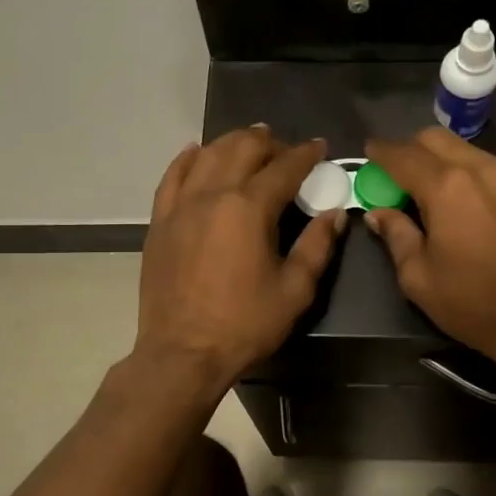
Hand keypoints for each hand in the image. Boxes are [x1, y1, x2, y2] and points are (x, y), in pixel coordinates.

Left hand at [137, 127, 343, 394]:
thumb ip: (317, 246)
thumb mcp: (294, 290)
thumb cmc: (245, 324)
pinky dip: (187, 159)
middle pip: (243, 149)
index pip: (284, 167)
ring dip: (232, 142)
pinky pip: (172, 177)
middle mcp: (213, 194)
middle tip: (286, 150)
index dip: (305, 154)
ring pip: (207, 155)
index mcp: (250, 208)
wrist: (182, 353)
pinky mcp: (160, 221)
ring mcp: (181, 205)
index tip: (320, 147)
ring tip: (249, 142)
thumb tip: (335, 214)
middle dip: (269, 142)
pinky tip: (197, 152)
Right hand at [362, 129, 495, 382]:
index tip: (371, 152)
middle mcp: (485, 170)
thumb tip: (379, 213)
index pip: (403, 155)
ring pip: (475, 154)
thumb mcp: (419, 279)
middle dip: (414, 149)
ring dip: (451, 165)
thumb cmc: (476, 305)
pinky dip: (485, 183)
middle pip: (439, 139)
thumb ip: (396, 237)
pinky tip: (487, 214)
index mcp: (447, 188)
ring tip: (447, 196)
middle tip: (403, 173)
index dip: (381, 151)